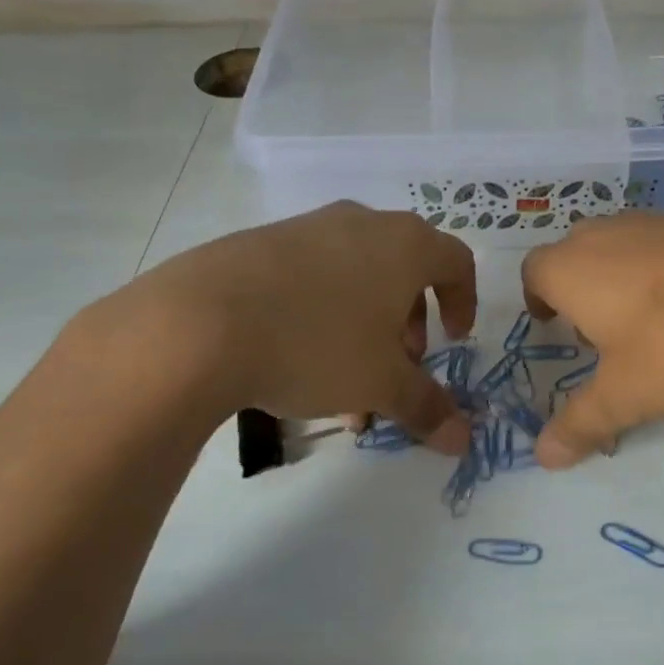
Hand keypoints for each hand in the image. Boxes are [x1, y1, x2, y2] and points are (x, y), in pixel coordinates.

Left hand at [101, 201, 477, 453]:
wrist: (198, 323)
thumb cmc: (316, 345)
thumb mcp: (380, 384)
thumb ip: (427, 407)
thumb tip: (464, 440)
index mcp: (404, 245)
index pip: (456, 261)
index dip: (464, 302)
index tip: (454, 340)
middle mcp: (361, 223)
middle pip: (405, 270)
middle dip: (410, 323)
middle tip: (399, 365)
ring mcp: (307, 227)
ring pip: (355, 277)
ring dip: (365, 327)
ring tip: (344, 382)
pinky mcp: (260, 242)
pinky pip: (311, 276)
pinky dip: (322, 314)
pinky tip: (295, 362)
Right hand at [520, 212, 663, 466]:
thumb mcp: (629, 395)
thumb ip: (581, 423)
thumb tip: (543, 458)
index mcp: (575, 267)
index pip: (534, 272)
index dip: (537, 298)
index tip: (552, 324)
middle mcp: (611, 232)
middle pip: (578, 254)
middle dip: (581, 291)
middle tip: (602, 334)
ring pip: (627, 247)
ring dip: (627, 281)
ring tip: (658, 327)